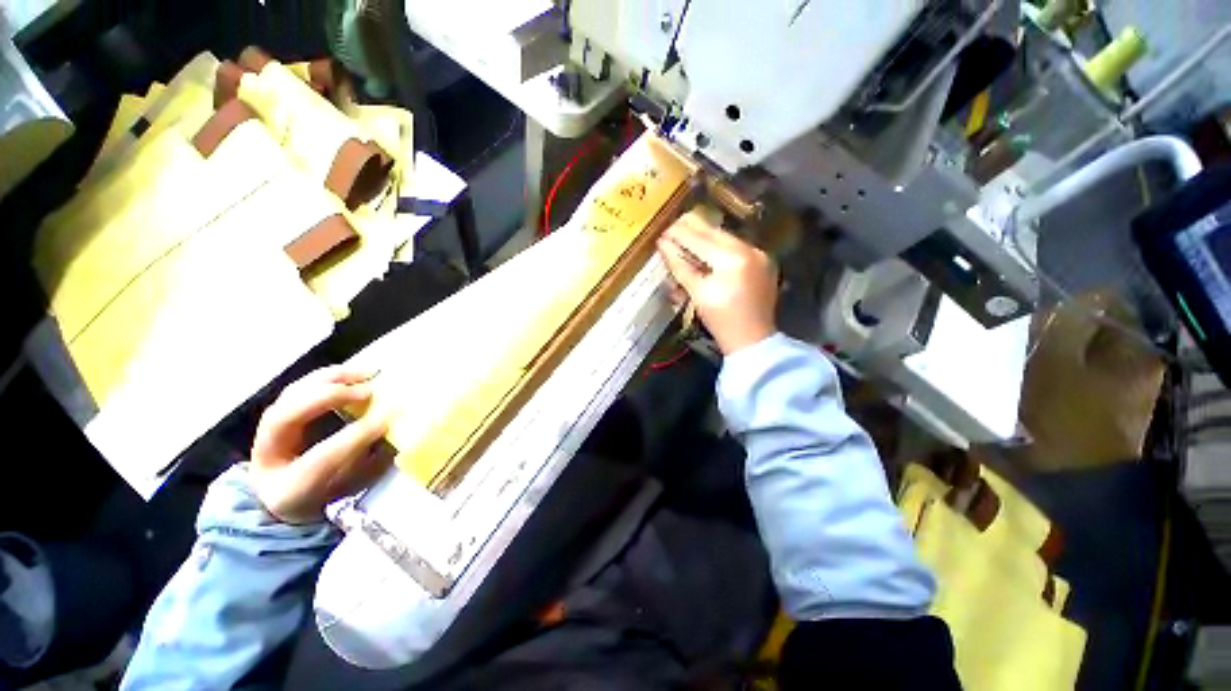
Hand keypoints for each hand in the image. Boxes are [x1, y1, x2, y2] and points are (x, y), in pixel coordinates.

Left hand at [250, 366, 389, 523]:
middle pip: (286, 417)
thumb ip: (368, 464)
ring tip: (367, 374)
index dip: (354, 438)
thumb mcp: (349, 488)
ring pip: (291, 395)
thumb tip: (392, 433)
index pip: (319, 460)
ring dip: (331, 380)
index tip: (386, 422)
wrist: (283, 502)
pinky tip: (355, 373)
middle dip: (329, 399)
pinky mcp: (279, 413)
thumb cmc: (327, 494)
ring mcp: (267, 432)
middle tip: (370, 392)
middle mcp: (266, 457)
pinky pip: (300, 387)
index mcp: (286, 489)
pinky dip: (328, 376)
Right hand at [656, 211, 777, 354]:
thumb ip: (680, 266)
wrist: (752, 339)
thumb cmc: (721, 320)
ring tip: (687, 233)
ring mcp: (760, 255)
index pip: (700, 240)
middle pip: (715, 233)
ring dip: (706, 235)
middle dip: (693, 228)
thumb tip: (664, 246)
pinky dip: (720, 246)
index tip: (663, 231)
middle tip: (673, 225)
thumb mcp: (697, 293)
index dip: (680, 235)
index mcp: (732, 260)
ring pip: (727, 238)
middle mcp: (749, 250)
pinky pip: (737, 247)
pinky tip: (708, 247)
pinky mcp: (763, 262)